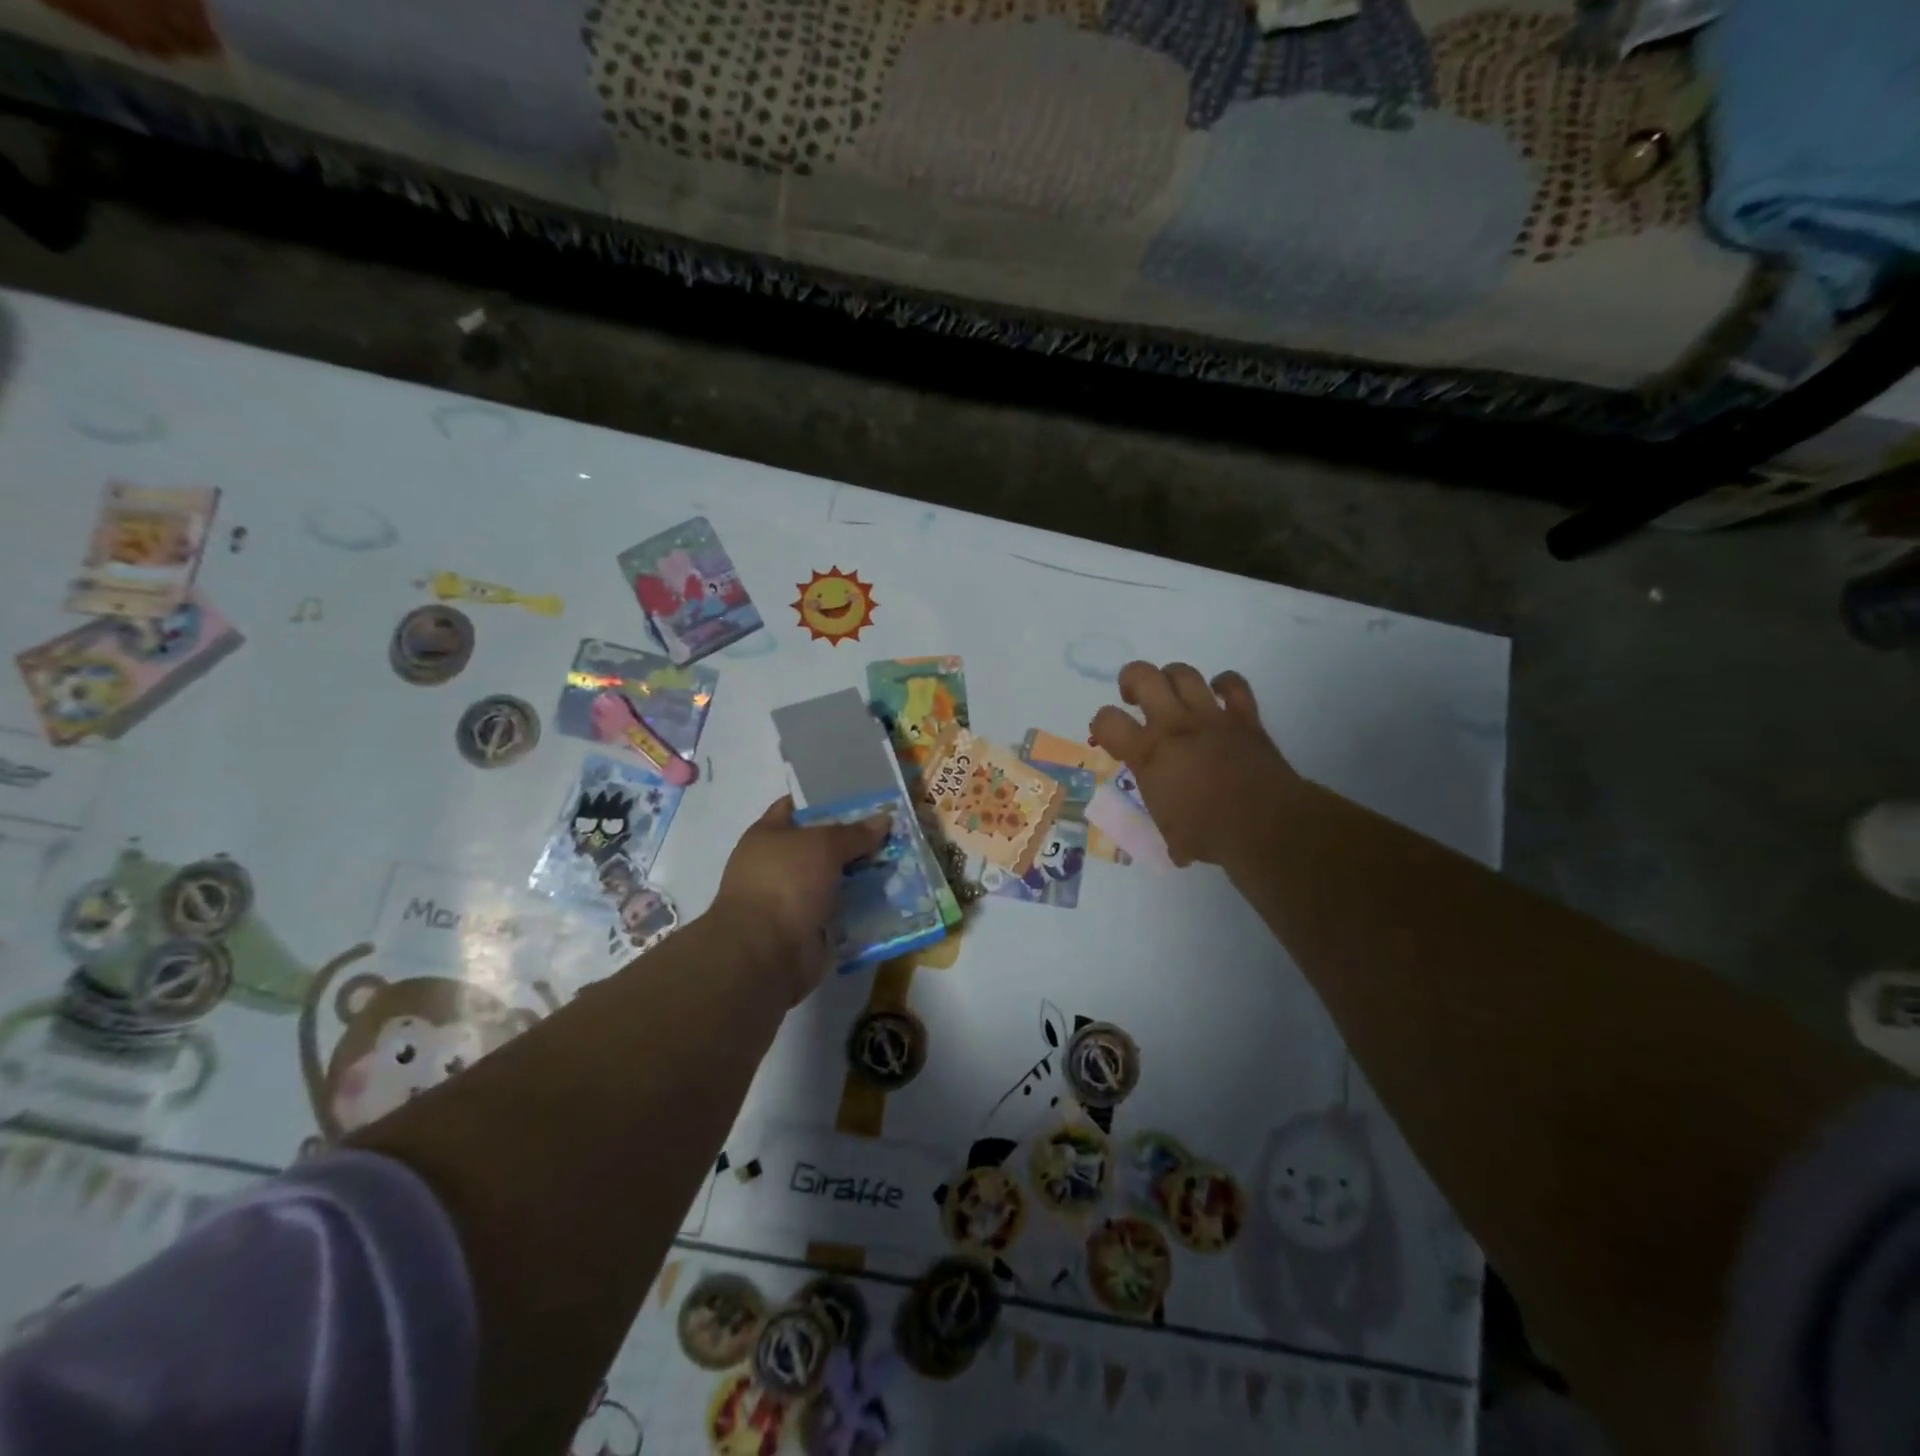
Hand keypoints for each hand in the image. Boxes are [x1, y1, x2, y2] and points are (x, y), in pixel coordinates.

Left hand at [711, 797, 890, 1003]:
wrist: (765, 953)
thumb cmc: (785, 883)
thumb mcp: (822, 845)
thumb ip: (853, 833)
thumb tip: (883, 820)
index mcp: (767, 836)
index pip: (795, 807)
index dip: (825, 800)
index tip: (861, 798)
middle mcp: (777, 866)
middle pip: (822, 846)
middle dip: (855, 841)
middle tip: (893, 833)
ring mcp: (793, 900)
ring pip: (835, 880)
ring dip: (863, 876)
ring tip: (902, 864)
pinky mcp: (810, 930)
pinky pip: (842, 913)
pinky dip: (863, 909)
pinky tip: (894, 898)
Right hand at [1089, 662, 1301, 867]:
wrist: (1265, 825)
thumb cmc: (1209, 834)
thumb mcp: (1171, 833)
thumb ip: (1169, 824)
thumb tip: (1177, 848)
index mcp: (1148, 754)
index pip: (1107, 720)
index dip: (1102, 723)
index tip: (1110, 737)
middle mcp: (1174, 726)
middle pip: (1142, 676)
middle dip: (1132, 680)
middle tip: (1134, 698)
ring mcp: (1211, 717)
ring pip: (1184, 673)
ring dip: (1173, 678)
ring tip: (1173, 694)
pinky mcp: (1245, 717)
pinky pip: (1234, 684)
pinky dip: (1225, 684)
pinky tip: (1219, 695)